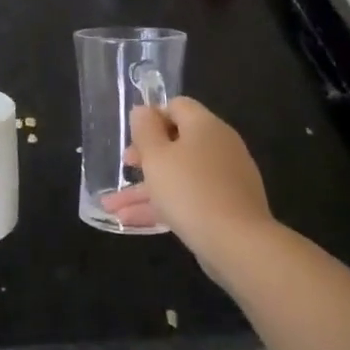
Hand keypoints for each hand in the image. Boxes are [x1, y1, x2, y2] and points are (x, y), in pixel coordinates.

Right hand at [103, 98, 273, 260]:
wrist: (238, 243)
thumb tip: (143, 110)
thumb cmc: (189, 190)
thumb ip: (145, 129)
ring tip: (112, 206)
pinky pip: (189, 197)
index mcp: (205, 126)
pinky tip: (131, 221)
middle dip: (145, 156)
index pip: (177, 106)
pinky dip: (163, 204)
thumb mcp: (156, 156)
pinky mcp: (226, 206)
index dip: (152, 117)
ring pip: (179, 175)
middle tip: (125, 167)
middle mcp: (219, 146)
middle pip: (177, 142)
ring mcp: (225, 178)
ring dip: (145, 188)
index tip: (132, 136)